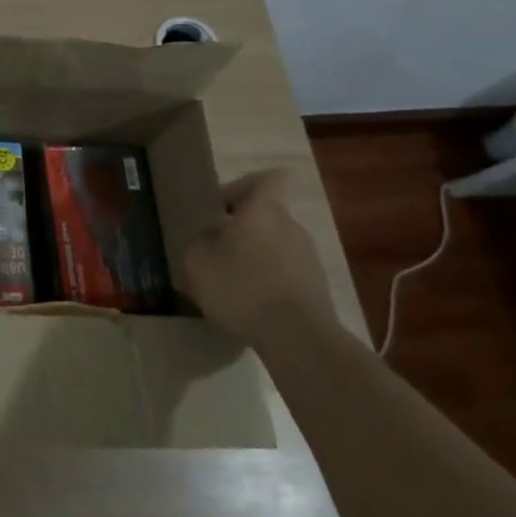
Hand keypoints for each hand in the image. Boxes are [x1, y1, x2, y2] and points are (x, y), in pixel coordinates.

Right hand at [175, 169, 333, 344]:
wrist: (298, 338)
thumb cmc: (242, 286)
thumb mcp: (198, 261)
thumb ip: (200, 240)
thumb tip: (210, 236)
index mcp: (264, 211)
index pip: (270, 178)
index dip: (247, 185)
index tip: (224, 204)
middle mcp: (291, 226)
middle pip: (268, 214)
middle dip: (244, 227)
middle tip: (217, 248)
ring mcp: (309, 257)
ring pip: (277, 244)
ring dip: (256, 256)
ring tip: (232, 281)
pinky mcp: (317, 287)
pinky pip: (286, 272)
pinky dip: (269, 280)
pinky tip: (251, 304)